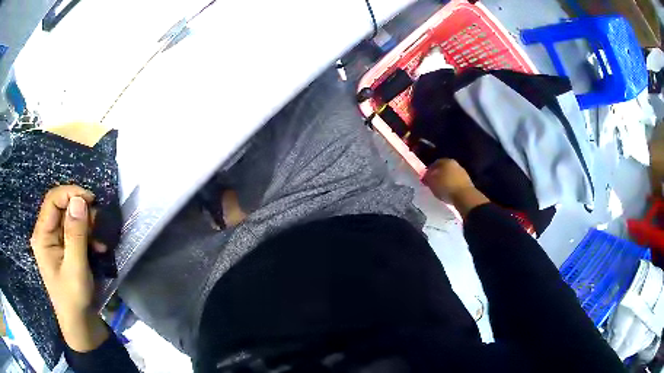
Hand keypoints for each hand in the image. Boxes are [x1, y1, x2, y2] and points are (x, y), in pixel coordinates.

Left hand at [30, 185, 108, 351]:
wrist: (80, 323)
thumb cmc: (74, 299)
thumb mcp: (75, 268)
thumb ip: (75, 234)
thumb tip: (79, 200)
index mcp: (42, 236)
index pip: (53, 200)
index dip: (71, 193)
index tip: (92, 201)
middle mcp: (46, 233)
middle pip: (62, 207)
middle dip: (82, 212)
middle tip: (99, 225)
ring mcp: (55, 241)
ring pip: (71, 218)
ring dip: (87, 225)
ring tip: (100, 242)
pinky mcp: (64, 248)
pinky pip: (75, 231)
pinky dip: (88, 235)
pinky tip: (98, 247)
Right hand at [423, 159, 488, 216]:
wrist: (464, 196)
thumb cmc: (446, 187)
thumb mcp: (431, 183)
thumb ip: (427, 178)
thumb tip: (425, 176)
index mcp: (445, 161)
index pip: (434, 163)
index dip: (429, 171)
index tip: (426, 179)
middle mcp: (455, 163)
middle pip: (443, 169)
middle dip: (438, 175)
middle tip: (433, 184)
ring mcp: (462, 172)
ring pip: (450, 175)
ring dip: (446, 180)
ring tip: (441, 189)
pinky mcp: (467, 181)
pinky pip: (456, 182)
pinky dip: (452, 185)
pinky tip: (449, 192)